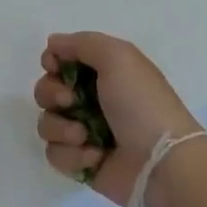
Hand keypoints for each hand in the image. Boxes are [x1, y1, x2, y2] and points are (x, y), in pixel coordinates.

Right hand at [33, 32, 198, 206]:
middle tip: (70, 101)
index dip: (52, 63)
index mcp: (104, 73)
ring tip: (85, 136)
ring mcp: (84, 134)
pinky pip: (55, 154)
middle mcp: (91, 101)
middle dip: (51, 94)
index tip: (55, 67)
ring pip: (46, 124)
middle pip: (46, 91)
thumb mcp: (118, 57)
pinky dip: (72, 155)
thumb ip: (83, 43)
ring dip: (61, 128)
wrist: (160, 161)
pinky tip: (96, 156)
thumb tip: (53, 44)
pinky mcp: (81, 163)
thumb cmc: (141, 104)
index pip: (60, 62)